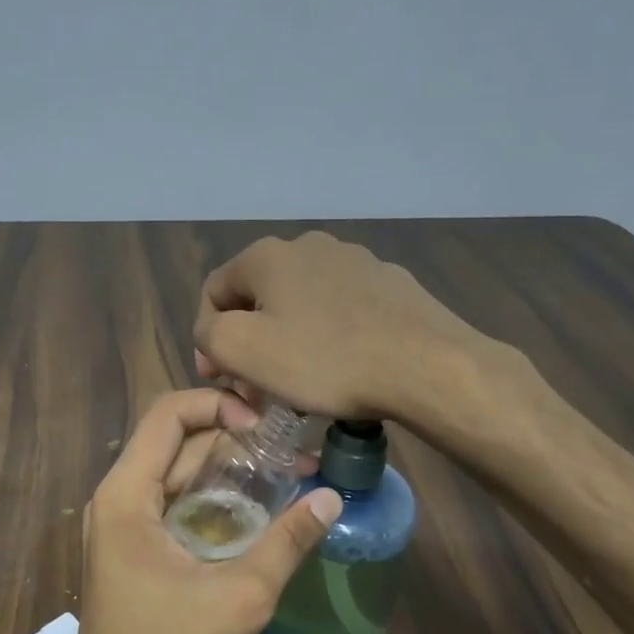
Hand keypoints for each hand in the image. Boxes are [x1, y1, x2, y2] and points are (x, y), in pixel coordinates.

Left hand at [64, 388, 341, 633]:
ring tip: (288, 471)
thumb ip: (286, 543)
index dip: (219, 404)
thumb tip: (331, 497)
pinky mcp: (134, 551)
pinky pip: (175, 505)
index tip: (267, 425)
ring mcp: (122, 527)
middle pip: (176, 443)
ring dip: (228, 470)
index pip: (168, 415)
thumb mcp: (240, 598)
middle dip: (234, 437)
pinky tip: (259, 510)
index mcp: (126, 496)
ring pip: (178, 475)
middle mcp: (117, 500)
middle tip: (292, 445)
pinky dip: (214, 499)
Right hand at [194, 231, 497, 420]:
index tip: (221, 379)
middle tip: (257, 387)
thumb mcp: (242, 350)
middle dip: (250, 342)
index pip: (214, 293)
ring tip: (301, 384)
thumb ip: (208, 334)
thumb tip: (214, 331)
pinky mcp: (390, 284)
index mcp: (267, 255)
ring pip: (302, 305)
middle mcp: (309, 246)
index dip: (208, 338)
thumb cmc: (324, 359)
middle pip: (260, 298)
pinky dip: (329, 338)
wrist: (425, 365)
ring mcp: (356, 261)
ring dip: (289, 341)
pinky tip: (343, 370)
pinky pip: (342, 312)